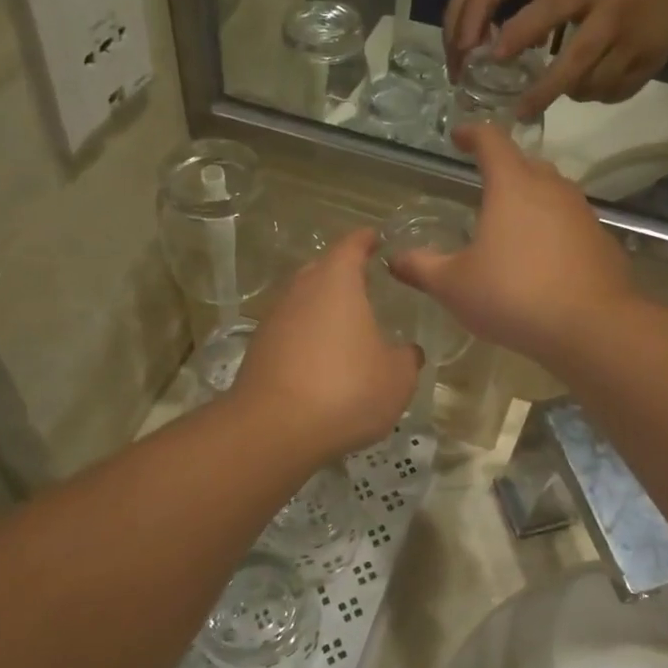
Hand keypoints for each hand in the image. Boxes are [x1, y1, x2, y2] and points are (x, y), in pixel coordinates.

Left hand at [232, 231, 421, 459]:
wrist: (274, 429)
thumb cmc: (346, 389)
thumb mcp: (396, 378)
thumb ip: (406, 358)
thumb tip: (408, 351)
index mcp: (336, 282)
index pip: (351, 246)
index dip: (365, 240)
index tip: (376, 237)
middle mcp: (301, 291)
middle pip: (321, 270)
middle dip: (342, 273)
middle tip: (365, 282)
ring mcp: (274, 320)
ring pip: (302, 302)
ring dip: (322, 309)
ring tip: (346, 326)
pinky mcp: (259, 350)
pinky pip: (289, 332)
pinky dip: (307, 338)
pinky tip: (322, 361)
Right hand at [388, 124, 633, 366]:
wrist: (591, 327)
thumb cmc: (513, 296)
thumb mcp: (454, 286)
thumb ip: (422, 268)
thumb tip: (393, 259)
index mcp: (512, 186)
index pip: (492, 141)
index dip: (472, 134)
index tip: (458, 137)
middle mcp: (551, 189)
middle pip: (527, 163)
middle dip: (505, 167)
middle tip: (485, 184)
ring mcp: (582, 214)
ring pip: (553, 192)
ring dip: (532, 198)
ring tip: (512, 223)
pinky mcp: (602, 241)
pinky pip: (571, 224)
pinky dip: (553, 230)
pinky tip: (543, 259)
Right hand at [443, 0, 578, 76]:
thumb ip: (548, 2)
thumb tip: (537, 45)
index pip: (478, 3)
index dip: (471, 33)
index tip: (468, 63)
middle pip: (454, 16)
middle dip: (454, 50)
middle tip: (460, 83)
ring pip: (450, 16)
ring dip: (452, 46)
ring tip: (460, 77)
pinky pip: (457, 12)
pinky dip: (457, 35)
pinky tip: (469, 56)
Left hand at [494, 0, 667, 117]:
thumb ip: (552, 6)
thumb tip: (510, 46)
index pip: (552, 9)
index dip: (522, 33)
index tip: (495, 55)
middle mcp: (614, 17)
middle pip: (576, 63)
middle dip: (544, 91)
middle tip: (520, 111)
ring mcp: (637, 44)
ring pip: (595, 85)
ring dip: (572, 92)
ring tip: (559, 89)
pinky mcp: (653, 63)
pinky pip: (616, 92)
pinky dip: (598, 94)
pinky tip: (590, 85)